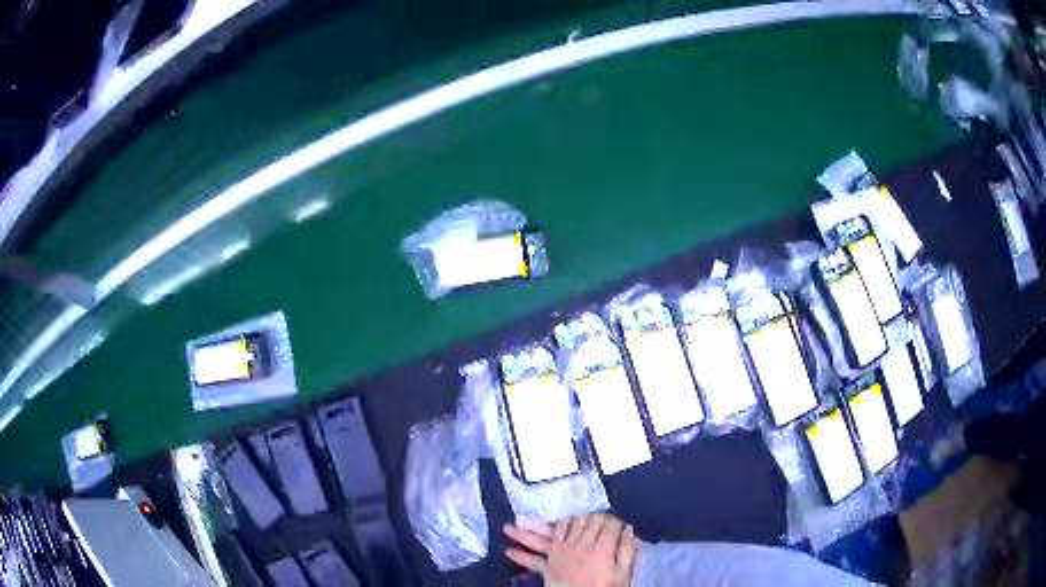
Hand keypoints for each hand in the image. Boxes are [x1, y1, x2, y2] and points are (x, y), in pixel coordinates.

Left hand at [503, 513, 637, 586]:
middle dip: (586, 514)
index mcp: (602, 548)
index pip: (608, 524)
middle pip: (583, 522)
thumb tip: (628, 529)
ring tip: (516, 524)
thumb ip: (627, 550)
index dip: (613, 519)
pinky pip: (536, 558)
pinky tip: (509, 551)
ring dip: (537, 527)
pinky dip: (523, 554)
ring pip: (551, 533)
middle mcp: (579, 546)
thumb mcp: (624, 573)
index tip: (615, 519)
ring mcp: (561, 554)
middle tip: (587, 509)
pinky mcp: (551, 567)